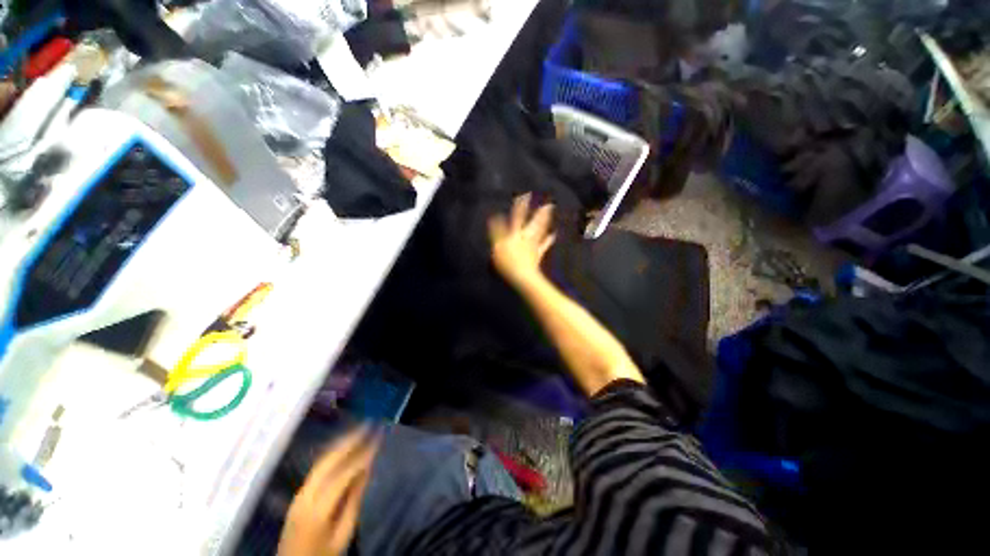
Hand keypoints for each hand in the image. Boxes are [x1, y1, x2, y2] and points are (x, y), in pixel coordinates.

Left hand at [278, 426, 381, 555]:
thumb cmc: (322, 555)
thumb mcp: (343, 534)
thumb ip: (354, 500)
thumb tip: (368, 468)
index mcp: (317, 508)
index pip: (343, 473)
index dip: (362, 455)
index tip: (378, 439)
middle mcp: (305, 495)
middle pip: (328, 461)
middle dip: (349, 441)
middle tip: (369, 425)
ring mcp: (299, 494)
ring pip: (320, 461)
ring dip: (340, 444)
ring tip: (359, 431)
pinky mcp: (298, 494)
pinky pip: (317, 468)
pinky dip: (332, 454)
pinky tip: (343, 447)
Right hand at [488, 193, 555, 286]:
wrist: (522, 275)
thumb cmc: (507, 263)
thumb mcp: (497, 247)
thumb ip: (496, 231)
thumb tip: (495, 217)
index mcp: (515, 235)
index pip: (517, 218)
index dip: (520, 207)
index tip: (525, 196)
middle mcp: (526, 237)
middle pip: (533, 223)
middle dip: (539, 213)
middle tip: (548, 203)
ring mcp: (533, 245)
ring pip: (540, 230)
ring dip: (545, 220)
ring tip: (550, 210)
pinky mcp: (538, 253)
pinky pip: (544, 245)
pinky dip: (549, 239)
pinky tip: (554, 234)